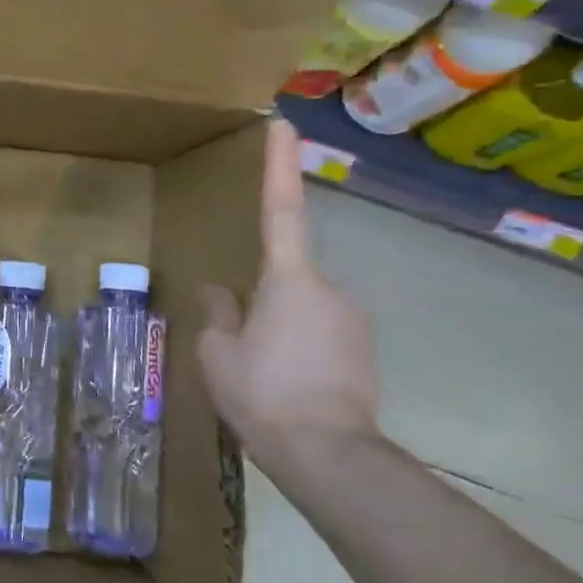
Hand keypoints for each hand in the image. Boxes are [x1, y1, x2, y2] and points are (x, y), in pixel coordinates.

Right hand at [196, 118, 379, 483]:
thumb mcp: (218, 354)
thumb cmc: (263, 394)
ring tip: (263, 375)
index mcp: (289, 280)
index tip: (285, 126)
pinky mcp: (365, 350)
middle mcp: (329, 289)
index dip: (280, 166)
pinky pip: (321, 334)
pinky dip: (300, 349)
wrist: (329, 456)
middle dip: (262, 301)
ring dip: (280, 329)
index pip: (281, 211)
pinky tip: (286, 385)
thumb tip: (221, 292)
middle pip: (286, 277)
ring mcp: (353, 320)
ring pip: (303, 309)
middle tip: (241, 346)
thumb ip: (219, 314)